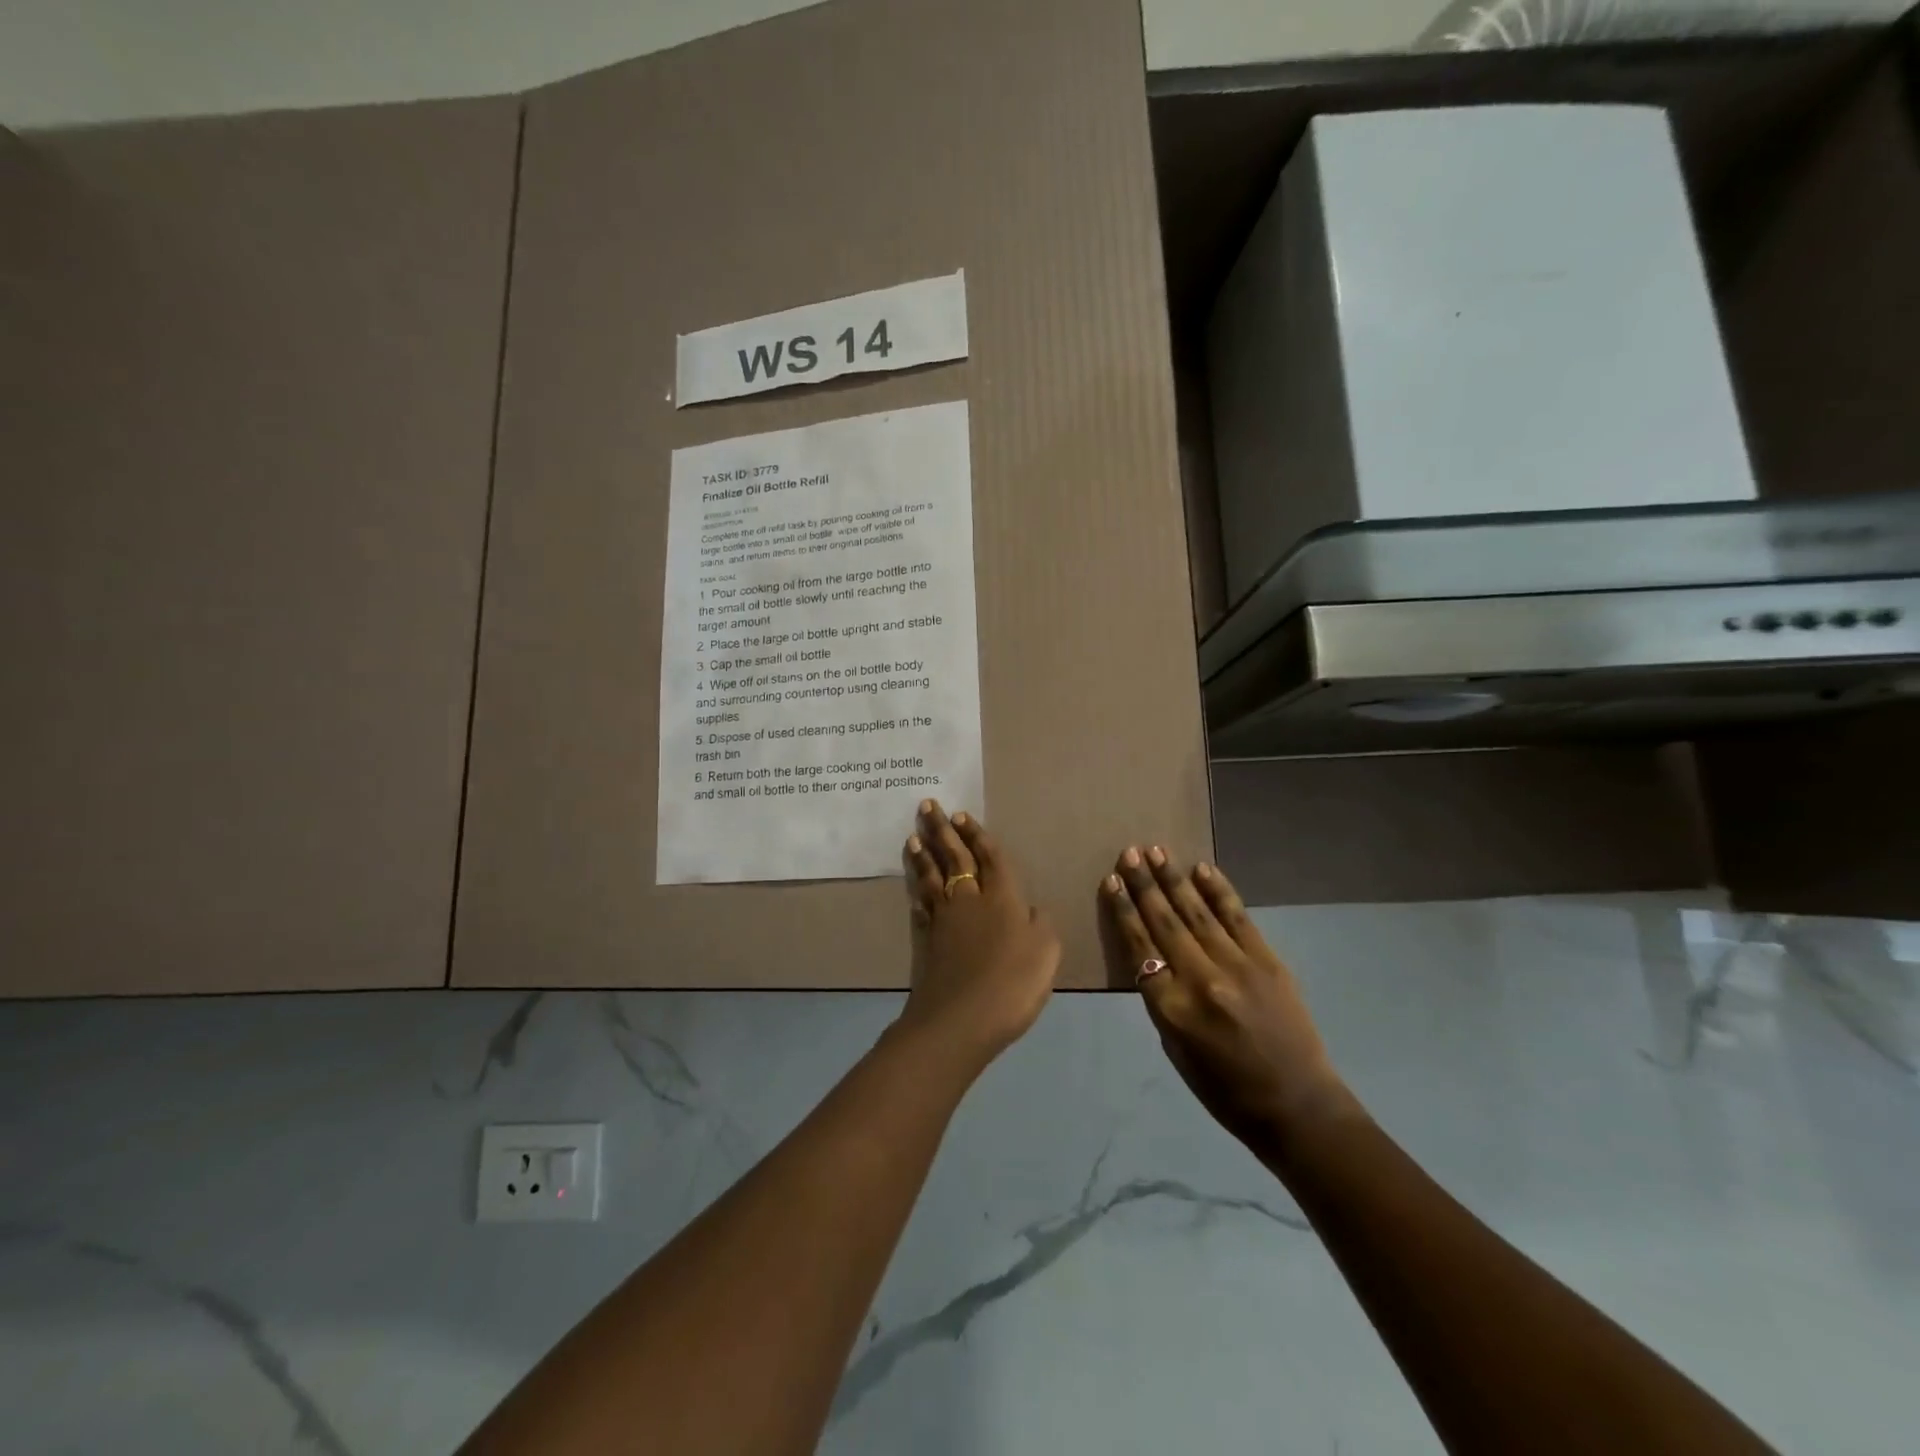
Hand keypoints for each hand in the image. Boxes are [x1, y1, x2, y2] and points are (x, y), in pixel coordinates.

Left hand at [897, 801, 1060, 1069]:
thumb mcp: (1046, 951)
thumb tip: (1029, 907)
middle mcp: (969, 899)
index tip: (959, 815)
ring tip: (914, 836)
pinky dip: (916, 888)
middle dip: (941, 831)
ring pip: (931, 876)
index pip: (988, 857)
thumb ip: (1039, 923)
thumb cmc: (1012, 983)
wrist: (960, 1019)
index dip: (976, 835)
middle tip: (927, 807)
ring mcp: (944, 919)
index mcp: (1002, 897)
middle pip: (954, 857)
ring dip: (923, 854)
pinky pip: (920, 904)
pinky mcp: (926, 939)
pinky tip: (913, 882)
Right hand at [1102, 846, 1354, 1148]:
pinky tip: (1202, 870)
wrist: (1297, 1106)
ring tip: (1157, 851)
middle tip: (1129, 853)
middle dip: (1144, 884)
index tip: (1112, 881)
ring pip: (1197, 913)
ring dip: (1174, 879)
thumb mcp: (1176, 1050)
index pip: (1140, 947)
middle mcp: (1201, 980)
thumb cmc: (1225, 1090)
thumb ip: (1163, 1000)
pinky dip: (1218, 891)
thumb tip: (1155, 958)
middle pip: (1165, 922)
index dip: (1124, 911)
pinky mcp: (1268, 961)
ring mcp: (1238, 966)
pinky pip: (1237, 917)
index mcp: (1172, 1009)